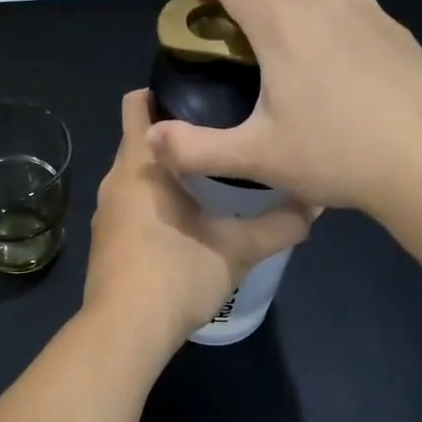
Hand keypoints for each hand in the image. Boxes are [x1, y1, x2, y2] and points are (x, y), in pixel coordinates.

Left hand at [83, 90, 311, 353]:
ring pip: (135, 176)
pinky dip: (153, 201)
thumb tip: (316, 203)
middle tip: (221, 131)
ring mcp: (105, 214)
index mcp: (140, 165)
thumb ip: (280, 225)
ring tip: (210, 174)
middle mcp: (115, 182)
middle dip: (175, 132)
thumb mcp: (239, 249)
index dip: (163, 88)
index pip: (137, 104)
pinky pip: (130, 205)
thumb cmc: (177, 275)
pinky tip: (185, 219)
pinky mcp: (105, 242)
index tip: (203, 90)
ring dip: (165, 171)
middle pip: (139, 139)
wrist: (124, 333)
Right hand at [145, 0, 421, 217]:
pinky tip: (341, 53)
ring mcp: (364, 8)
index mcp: (279, 24)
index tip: (201, 16)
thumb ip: (195, 149)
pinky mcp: (394, 26)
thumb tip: (151, 139)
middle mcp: (319, 0)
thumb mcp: (256, 158)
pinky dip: (338, 3)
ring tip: (295, 25)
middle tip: (238, 27)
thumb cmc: (334, 155)